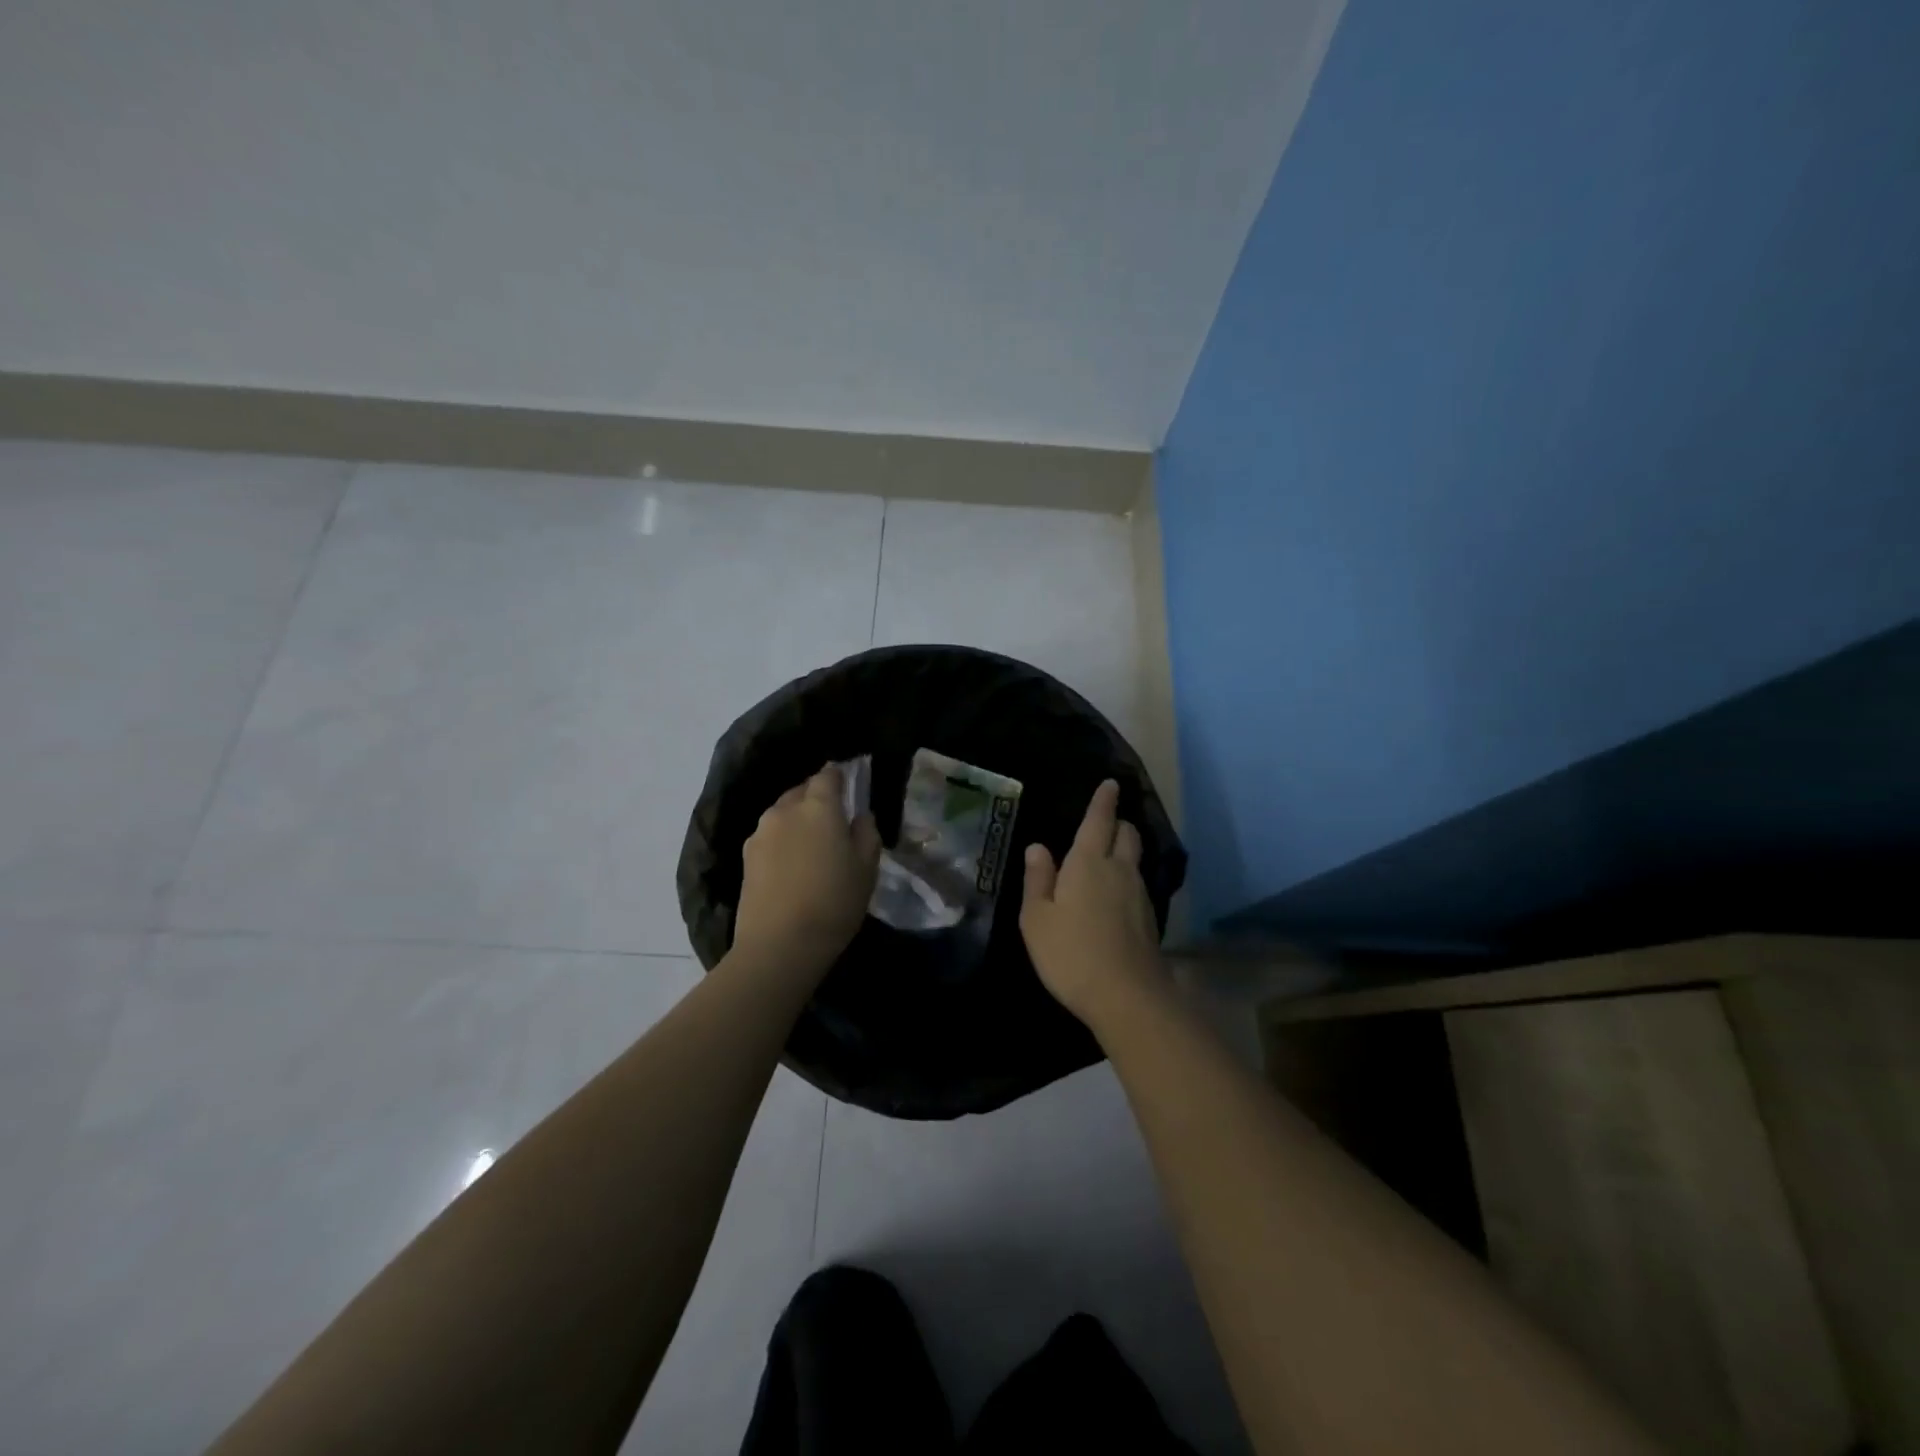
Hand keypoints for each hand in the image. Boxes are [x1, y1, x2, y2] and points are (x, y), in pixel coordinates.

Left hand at [733, 764, 881, 980]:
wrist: (779, 945)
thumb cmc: (833, 902)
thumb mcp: (866, 868)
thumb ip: (867, 833)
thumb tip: (860, 816)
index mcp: (818, 806)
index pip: (828, 775)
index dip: (839, 777)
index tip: (849, 786)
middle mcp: (785, 810)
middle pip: (802, 790)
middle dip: (817, 797)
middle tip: (833, 818)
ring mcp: (761, 832)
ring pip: (782, 813)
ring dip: (797, 819)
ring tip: (811, 844)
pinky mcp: (746, 856)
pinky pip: (770, 835)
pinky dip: (782, 840)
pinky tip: (792, 863)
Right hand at [1020, 779, 1165, 1027]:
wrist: (1127, 996)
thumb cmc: (1070, 952)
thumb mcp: (1036, 918)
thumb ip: (1038, 879)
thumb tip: (1038, 847)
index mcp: (1088, 862)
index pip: (1098, 820)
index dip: (1104, 800)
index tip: (1111, 784)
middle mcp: (1119, 870)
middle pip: (1126, 834)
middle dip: (1117, 823)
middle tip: (1104, 823)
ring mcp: (1139, 894)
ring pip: (1134, 859)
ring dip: (1123, 850)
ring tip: (1107, 857)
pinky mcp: (1149, 918)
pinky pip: (1137, 884)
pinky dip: (1126, 878)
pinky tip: (1114, 895)